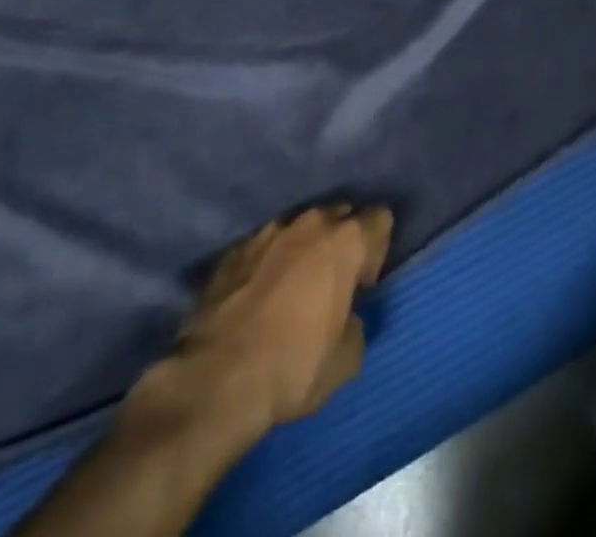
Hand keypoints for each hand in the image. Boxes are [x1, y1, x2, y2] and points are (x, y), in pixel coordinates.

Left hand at [136, 206, 392, 443]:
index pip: (380, 218)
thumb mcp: (346, 359)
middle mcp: (311, 223)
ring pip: (300, 227)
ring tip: (293, 286)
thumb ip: (356, 323)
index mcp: (347, 240)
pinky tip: (259, 295)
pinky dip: (268, 262)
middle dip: (342, 241)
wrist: (215, 381)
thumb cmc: (293, 367)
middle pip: (340, 215)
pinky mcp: (233, 250)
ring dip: (304, 248)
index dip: (378, 248)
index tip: (364, 282)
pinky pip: (264, 246)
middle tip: (333, 281)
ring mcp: (268, 232)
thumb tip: (346, 317)